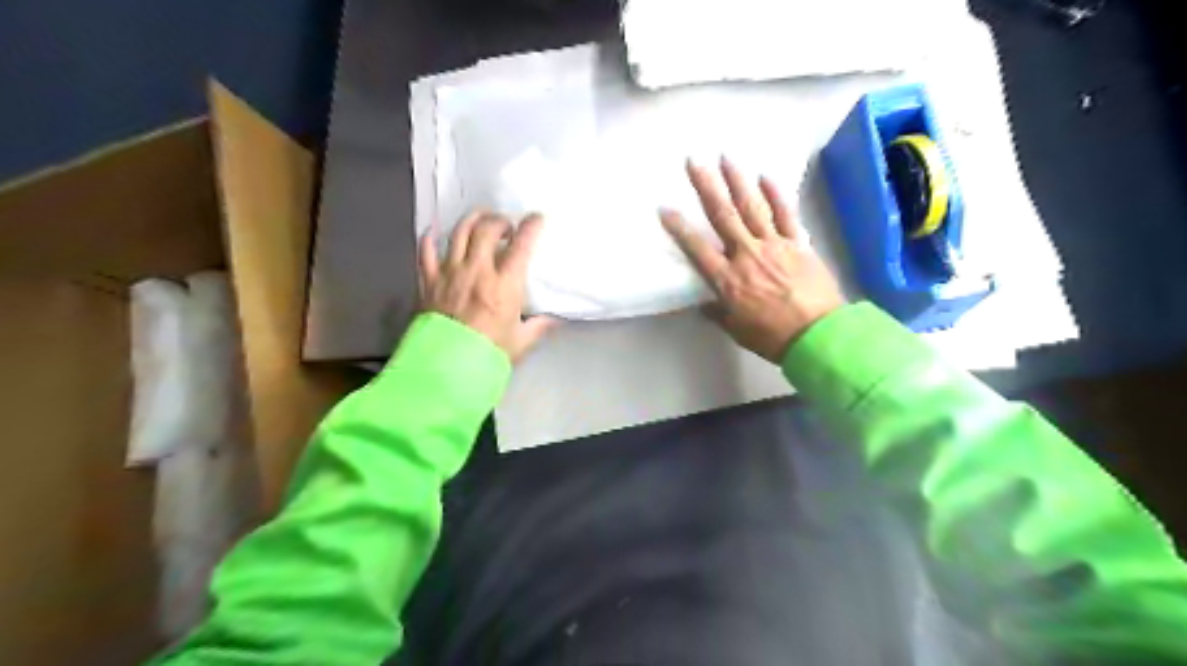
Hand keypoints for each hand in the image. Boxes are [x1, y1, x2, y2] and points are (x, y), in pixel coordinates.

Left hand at [423, 210, 562, 364]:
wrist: (445, 368)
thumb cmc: (487, 354)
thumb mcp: (520, 342)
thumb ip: (538, 326)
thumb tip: (554, 319)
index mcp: (504, 285)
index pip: (521, 245)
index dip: (531, 226)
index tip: (536, 219)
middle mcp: (477, 271)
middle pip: (488, 229)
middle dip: (500, 221)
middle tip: (506, 226)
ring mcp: (450, 272)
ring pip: (459, 232)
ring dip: (472, 219)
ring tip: (480, 218)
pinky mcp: (429, 280)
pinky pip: (426, 251)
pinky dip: (430, 238)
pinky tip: (434, 232)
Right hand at [658, 156, 842, 359]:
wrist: (817, 335)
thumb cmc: (772, 337)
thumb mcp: (737, 330)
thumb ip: (718, 313)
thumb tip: (705, 303)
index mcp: (727, 279)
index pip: (697, 248)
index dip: (679, 228)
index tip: (665, 208)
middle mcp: (746, 254)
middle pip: (723, 216)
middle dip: (706, 187)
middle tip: (694, 162)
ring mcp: (774, 245)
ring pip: (752, 207)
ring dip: (738, 181)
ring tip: (726, 158)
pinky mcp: (797, 244)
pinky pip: (785, 215)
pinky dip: (776, 195)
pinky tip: (766, 177)